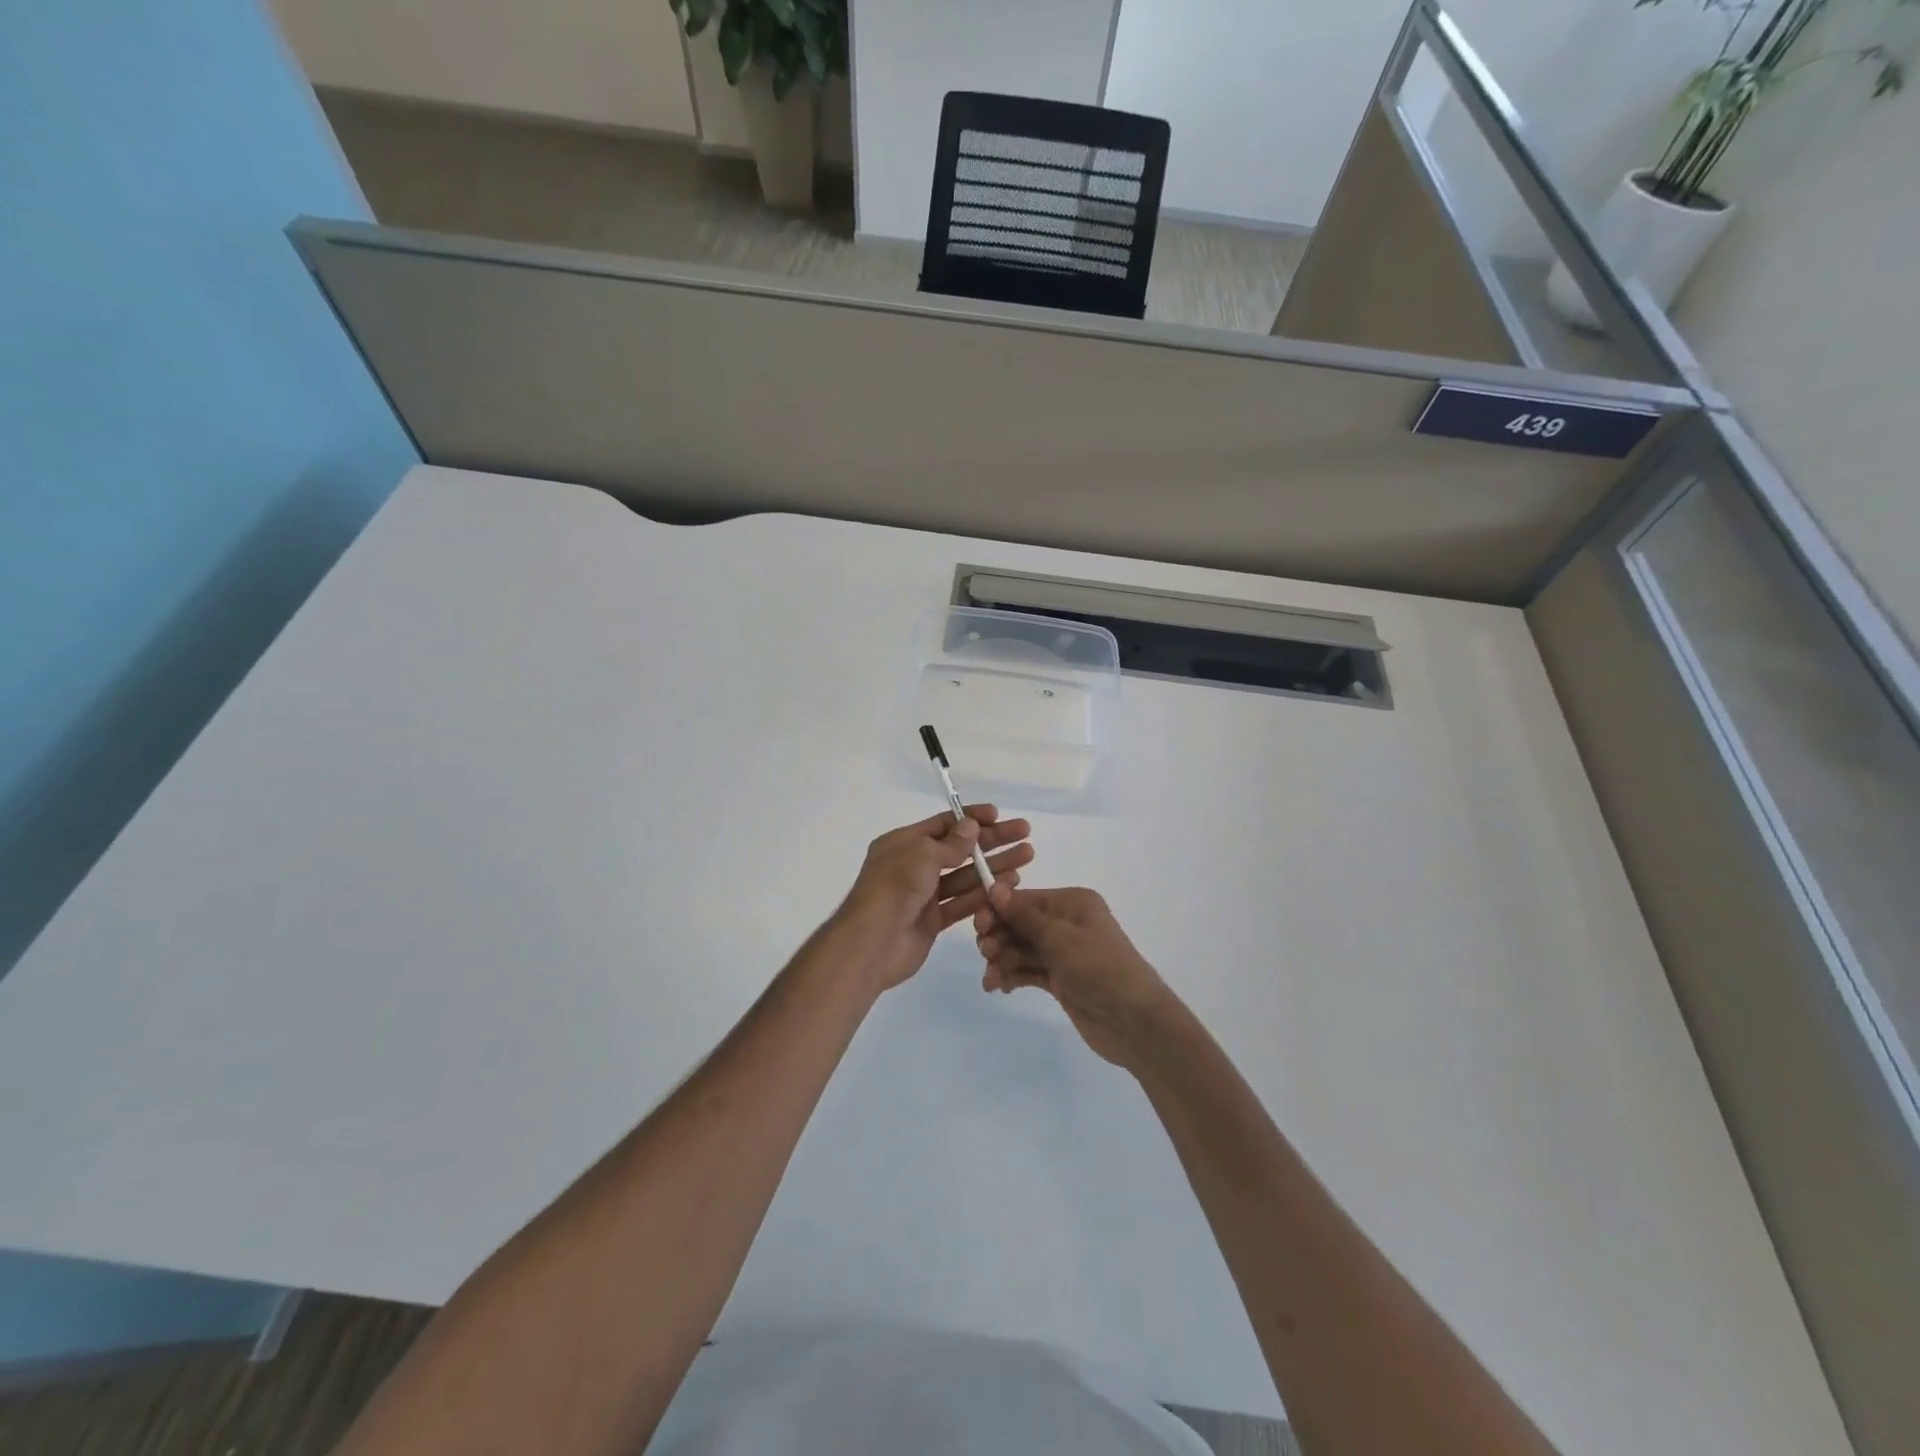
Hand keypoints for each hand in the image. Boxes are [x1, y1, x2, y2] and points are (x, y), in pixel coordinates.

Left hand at [832, 807, 1033, 993]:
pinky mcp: (933, 920)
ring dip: (993, 866)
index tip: (999, 815)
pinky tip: (1009, 884)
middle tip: (1024, 833)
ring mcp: (924, 894)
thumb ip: (951, 843)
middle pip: (959, 849)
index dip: (971, 819)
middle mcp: (913, 865)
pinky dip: (984, 893)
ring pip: (965, 876)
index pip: (943, 824)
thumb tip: (971, 826)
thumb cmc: (894, 887)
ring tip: (1026, 857)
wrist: (872, 942)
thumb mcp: (922, 854)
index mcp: (903, 843)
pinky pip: (962, 902)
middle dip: (991, 841)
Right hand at [974, 883, 1176, 1069]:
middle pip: (1020, 923)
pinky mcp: (1061, 979)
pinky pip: (1028, 970)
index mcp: (1072, 903)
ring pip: (1021, 948)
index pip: (1025, 899)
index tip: (978, 926)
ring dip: (1002, 960)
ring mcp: (1064, 952)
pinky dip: (1012, 976)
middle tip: (986, 954)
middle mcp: (1067, 922)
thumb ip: (1023, 915)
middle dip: (999, 937)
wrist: (1134, 1021)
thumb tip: (996, 887)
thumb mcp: (1059, 937)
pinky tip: (998, 987)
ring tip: (991, 980)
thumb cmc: (1098, 968)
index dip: (998, 910)